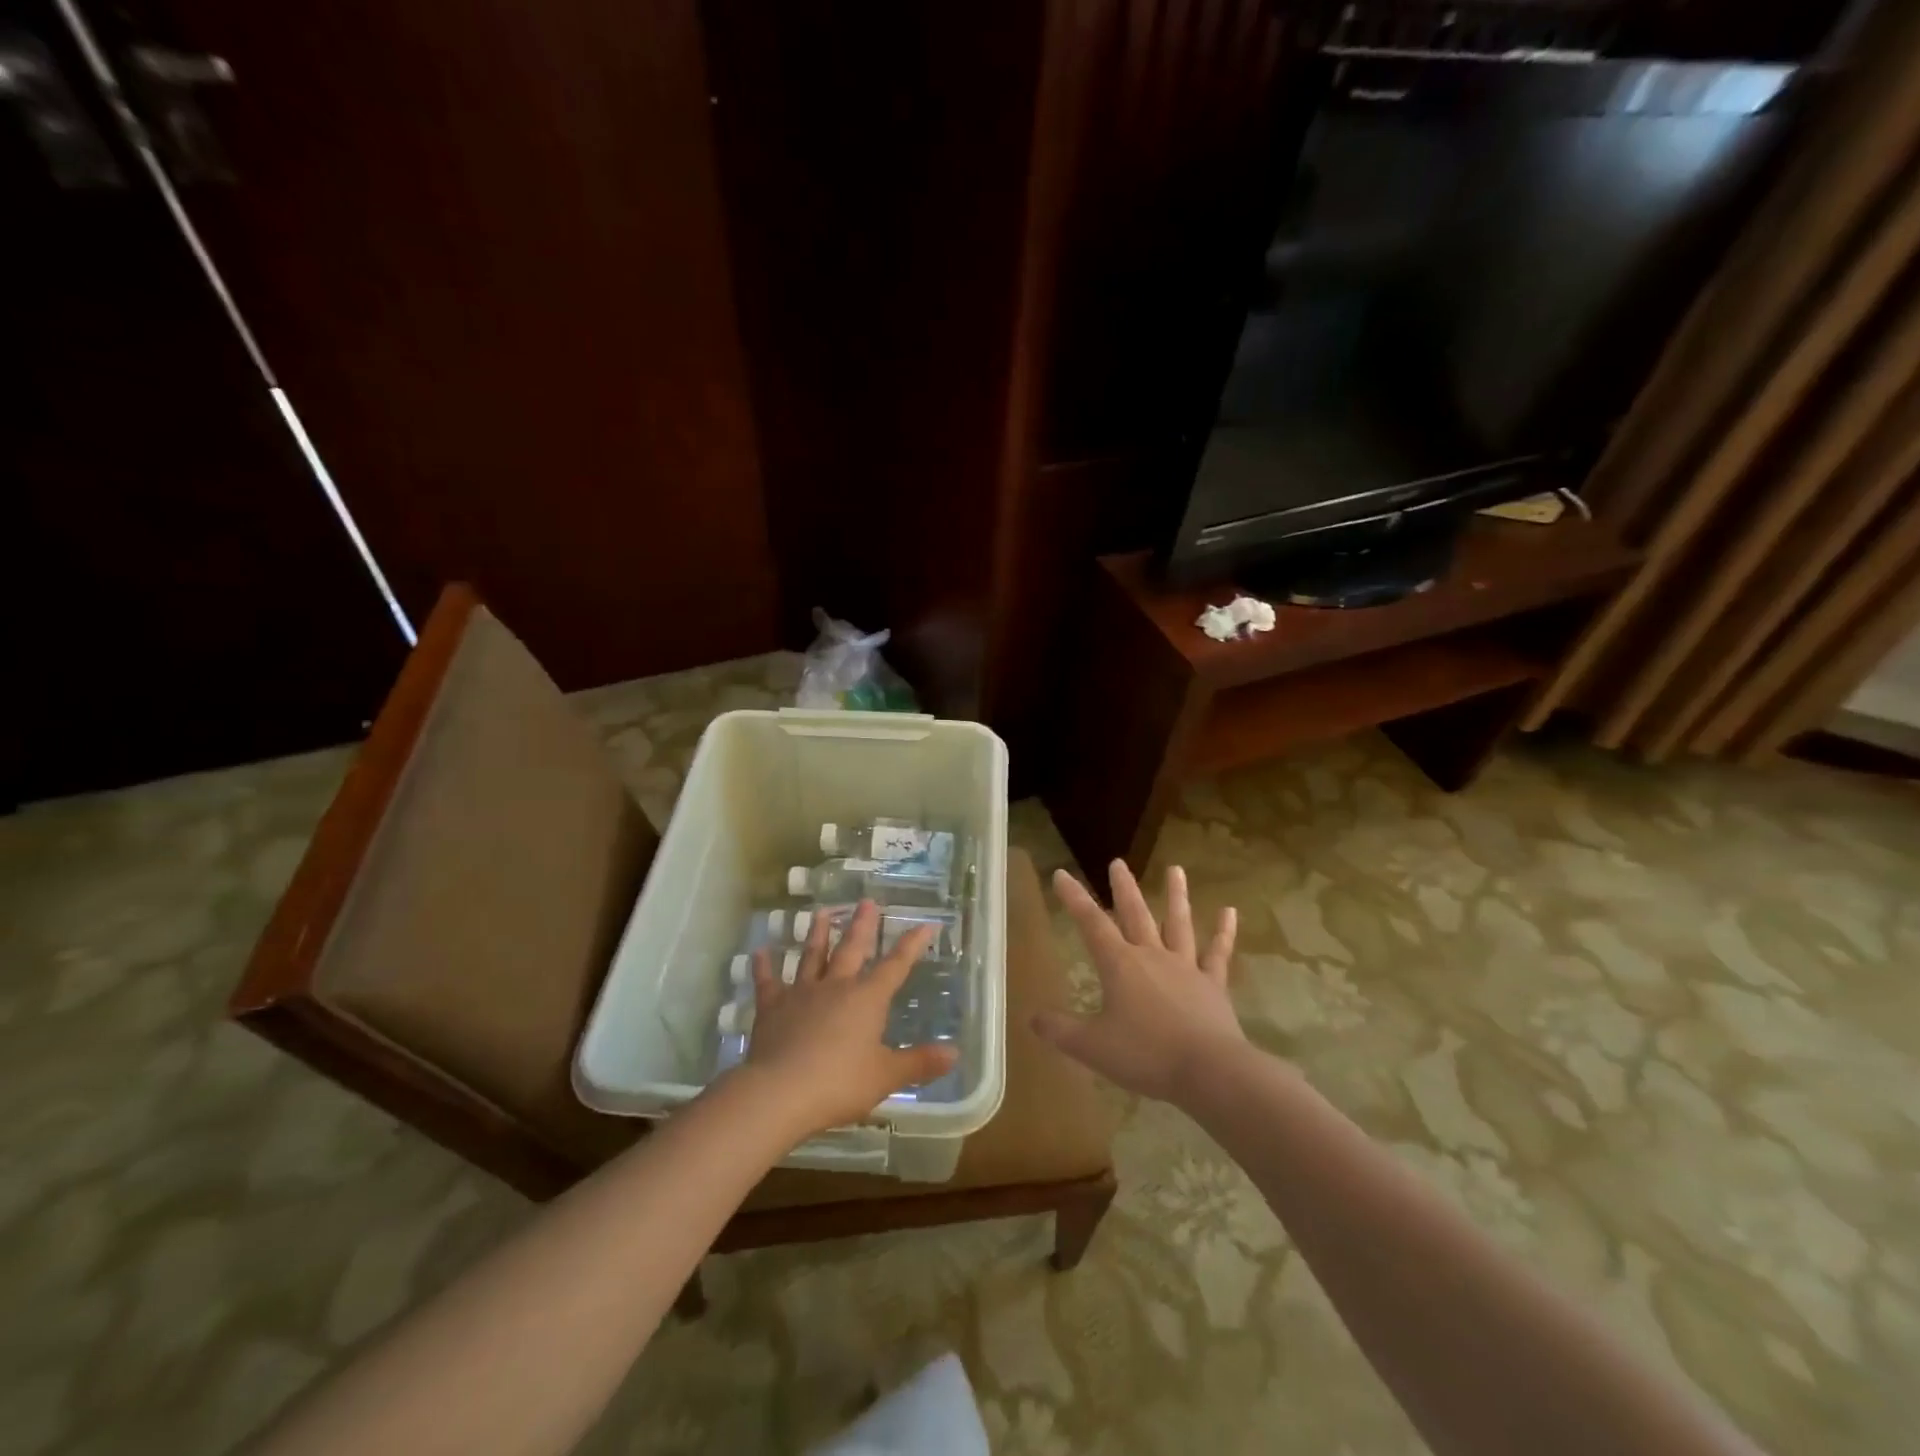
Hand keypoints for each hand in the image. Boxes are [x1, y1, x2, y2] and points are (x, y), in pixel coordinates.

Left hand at [736, 900, 956, 1139]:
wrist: (780, 1092)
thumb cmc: (839, 1083)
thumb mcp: (886, 1077)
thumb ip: (919, 1063)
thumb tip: (954, 1053)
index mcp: (867, 999)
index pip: (895, 965)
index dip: (912, 945)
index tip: (926, 924)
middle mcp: (836, 987)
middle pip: (852, 949)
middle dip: (862, 925)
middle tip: (867, 901)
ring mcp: (801, 994)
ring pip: (812, 957)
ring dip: (818, 934)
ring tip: (822, 912)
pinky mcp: (772, 1008)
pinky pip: (768, 983)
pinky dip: (763, 967)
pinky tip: (760, 951)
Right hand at [1035, 861, 1242, 1105]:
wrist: (1209, 1071)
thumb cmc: (1146, 1055)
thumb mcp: (1092, 1047)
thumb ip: (1060, 1030)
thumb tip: (1032, 1017)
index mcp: (1120, 965)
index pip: (1091, 923)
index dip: (1074, 897)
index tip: (1061, 873)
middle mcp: (1152, 956)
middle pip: (1135, 914)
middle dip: (1123, 888)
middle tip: (1118, 861)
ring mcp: (1186, 967)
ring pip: (1178, 923)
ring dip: (1176, 896)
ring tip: (1176, 868)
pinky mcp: (1213, 985)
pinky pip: (1218, 953)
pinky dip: (1224, 932)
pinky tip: (1230, 912)